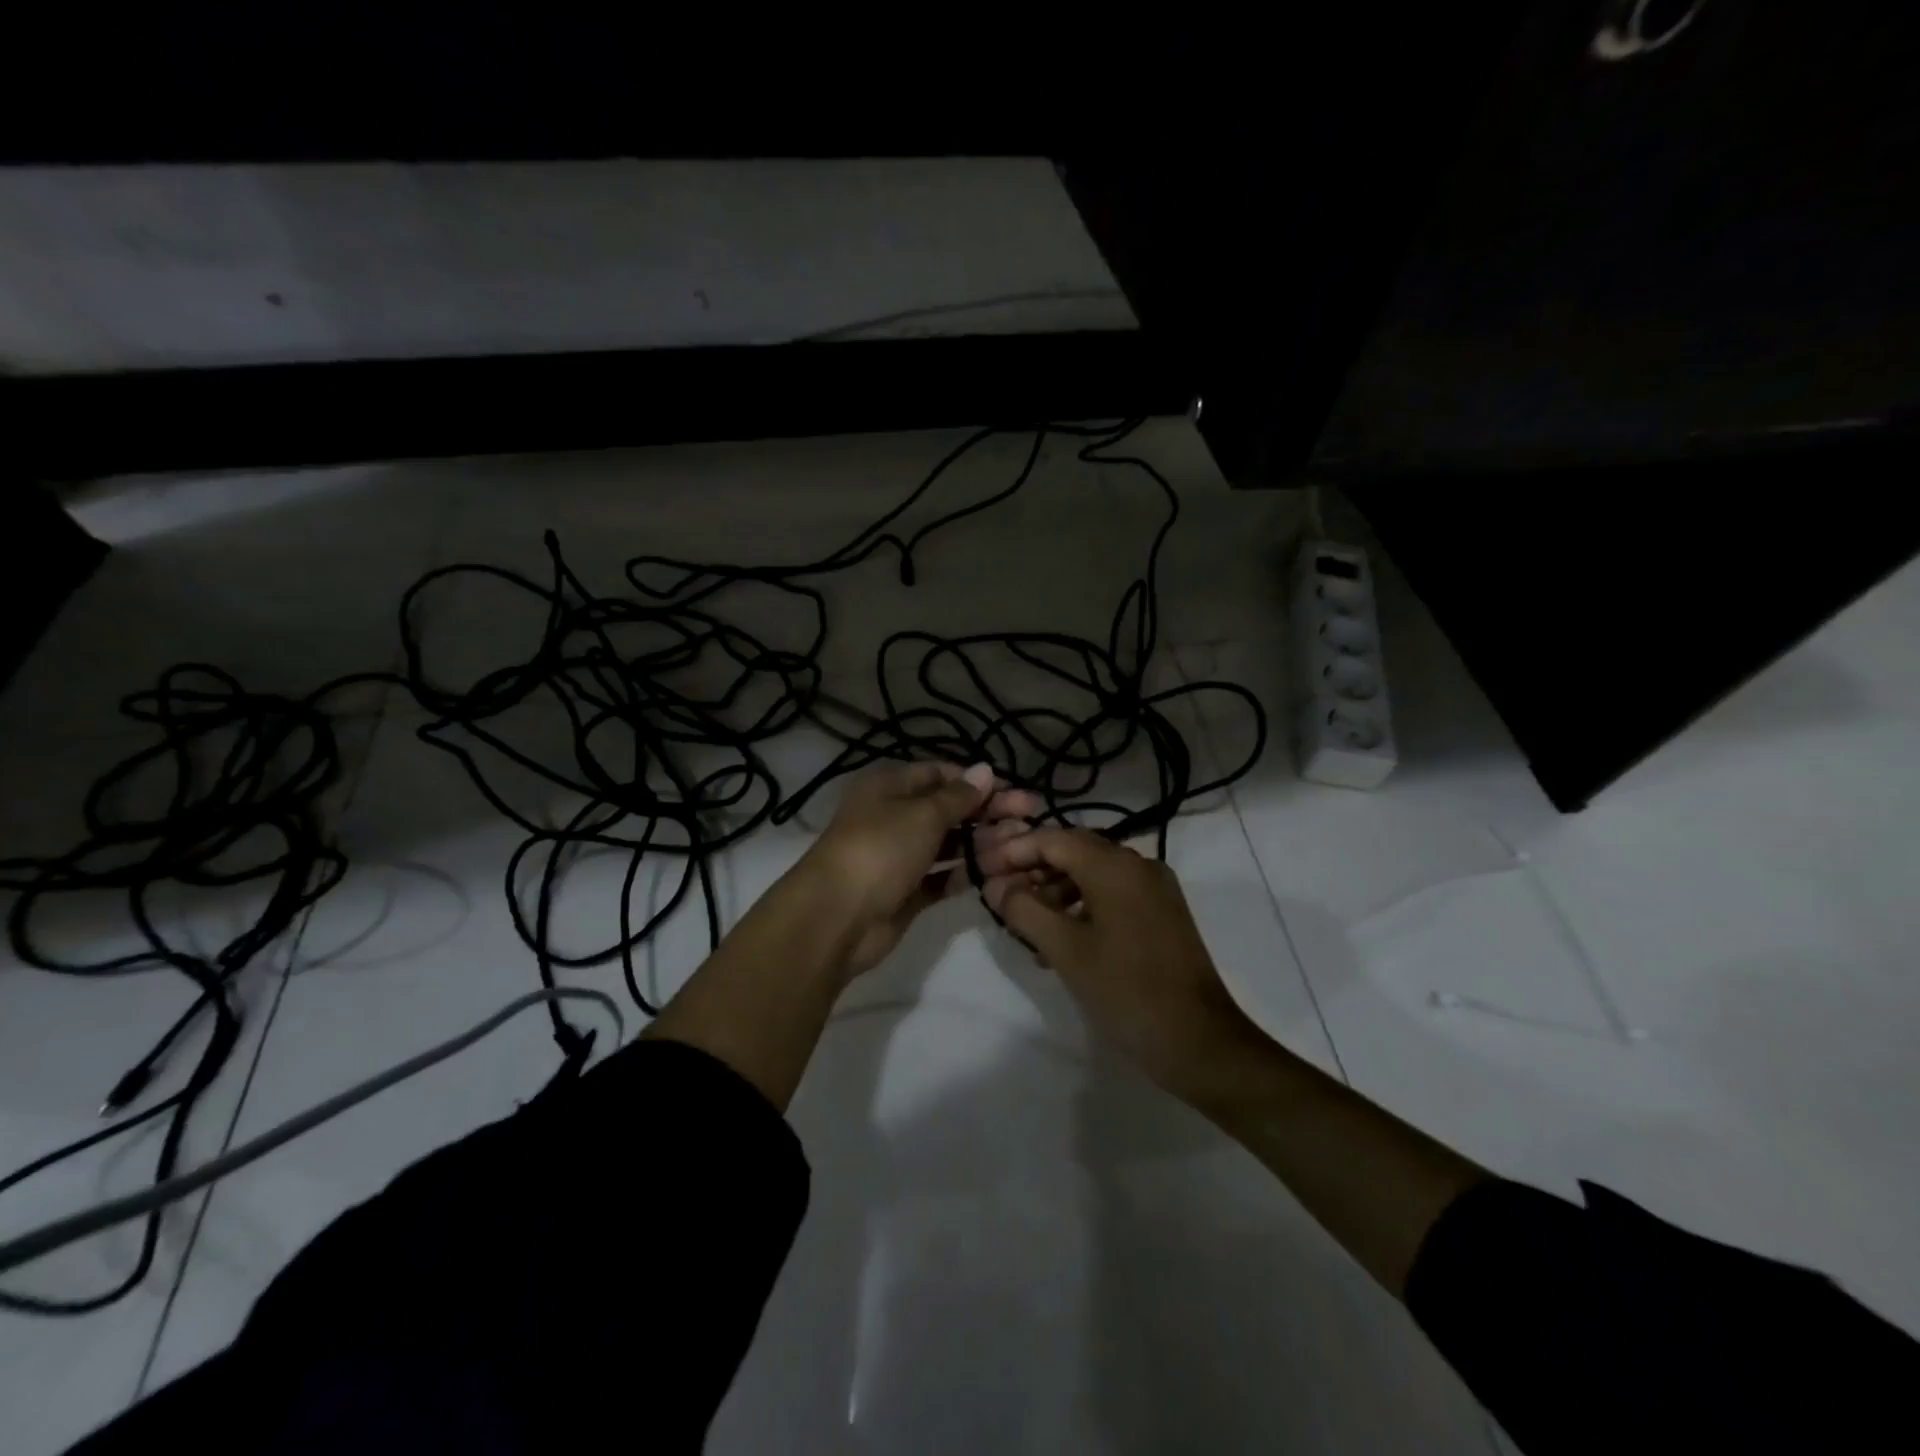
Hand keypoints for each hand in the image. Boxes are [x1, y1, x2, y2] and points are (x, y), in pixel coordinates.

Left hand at [801, 761, 1039, 976]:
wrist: (836, 917)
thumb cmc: (880, 849)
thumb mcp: (922, 814)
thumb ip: (958, 796)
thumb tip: (985, 769)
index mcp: (890, 786)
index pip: (940, 774)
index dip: (977, 781)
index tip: (1014, 790)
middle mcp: (894, 816)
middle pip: (949, 809)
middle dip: (988, 812)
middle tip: (1031, 816)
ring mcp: (900, 856)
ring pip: (948, 843)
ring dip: (983, 842)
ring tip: (1022, 846)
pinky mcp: (906, 891)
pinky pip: (942, 876)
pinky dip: (965, 872)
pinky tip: (997, 872)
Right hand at [977, 827, 1263, 1100]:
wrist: (1200, 1041)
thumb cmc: (1127, 991)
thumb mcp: (1065, 950)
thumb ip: (1024, 910)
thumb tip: (996, 885)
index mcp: (1115, 866)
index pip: (1054, 839)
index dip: (1014, 851)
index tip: (984, 870)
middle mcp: (1138, 865)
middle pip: (1075, 851)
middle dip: (1034, 869)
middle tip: (1001, 895)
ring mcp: (1156, 888)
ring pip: (1094, 873)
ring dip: (1056, 889)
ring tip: (1027, 923)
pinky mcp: (1163, 912)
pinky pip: (1113, 893)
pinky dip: (1082, 905)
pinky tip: (1062, 938)